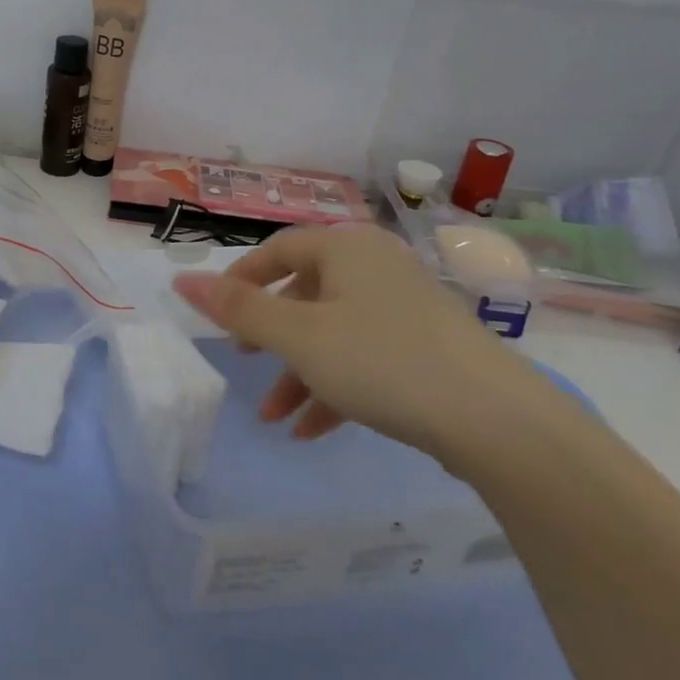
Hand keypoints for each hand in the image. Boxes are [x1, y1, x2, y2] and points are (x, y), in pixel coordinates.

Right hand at [171, 226, 546, 462]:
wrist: (498, 421)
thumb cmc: (382, 361)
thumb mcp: (298, 337)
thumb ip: (239, 310)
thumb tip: (181, 281)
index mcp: (347, 249)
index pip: (279, 249)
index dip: (241, 279)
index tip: (217, 314)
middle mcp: (377, 268)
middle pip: (305, 293)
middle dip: (270, 336)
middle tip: (244, 360)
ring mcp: (407, 309)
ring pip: (334, 333)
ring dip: (298, 372)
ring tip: (274, 417)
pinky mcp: (428, 349)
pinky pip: (366, 358)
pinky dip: (335, 387)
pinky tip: (312, 430)